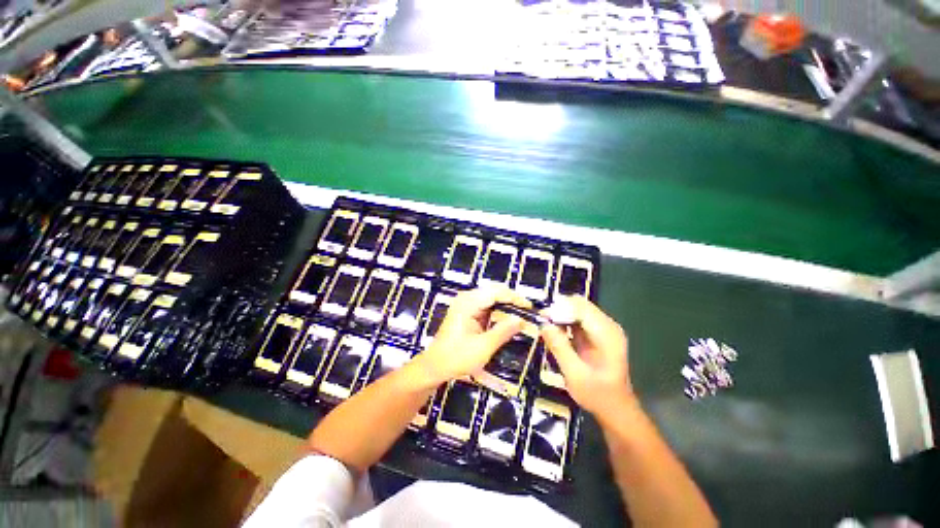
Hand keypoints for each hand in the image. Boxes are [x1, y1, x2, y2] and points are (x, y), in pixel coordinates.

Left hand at [413, 286, 530, 385]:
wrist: (435, 366)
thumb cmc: (456, 357)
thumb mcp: (483, 347)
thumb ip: (503, 331)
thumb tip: (522, 320)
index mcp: (468, 303)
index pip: (496, 292)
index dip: (515, 298)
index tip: (530, 308)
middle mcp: (466, 298)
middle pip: (494, 292)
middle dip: (512, 301)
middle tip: (528, 312)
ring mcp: (465, 304)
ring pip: (491, 298)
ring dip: (506, 306)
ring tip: (521, 316)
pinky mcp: (466, 311)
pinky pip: (486, 306)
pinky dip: (498, 311)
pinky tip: (507, 320)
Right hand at [540, 296, 633, 415]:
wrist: (616, 409)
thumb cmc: (597, 395)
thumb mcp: (574, 374)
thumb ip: (559, 347)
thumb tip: (543, 324)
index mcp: (607, 334)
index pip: (581, 308)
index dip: (560, 309)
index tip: (542, 318)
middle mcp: (608, 326)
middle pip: (580, 304)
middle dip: (559, 310)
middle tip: (543, 323)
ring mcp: (604, 329)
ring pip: (578, 309)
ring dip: (561, 315)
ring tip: (547, 329)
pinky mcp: (598, 333)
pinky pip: (579, 318)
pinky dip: (565, 322)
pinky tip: (557, 333)